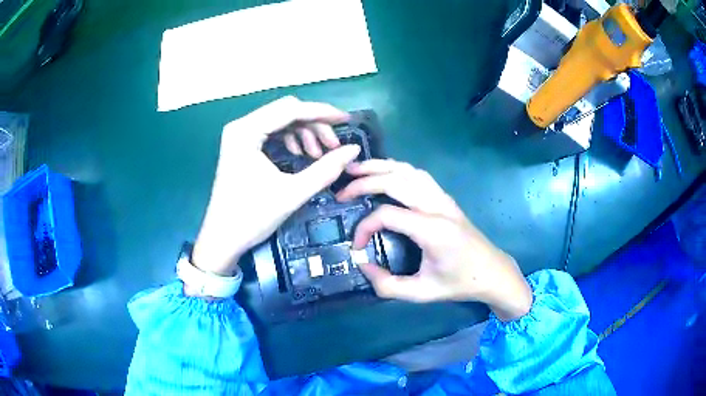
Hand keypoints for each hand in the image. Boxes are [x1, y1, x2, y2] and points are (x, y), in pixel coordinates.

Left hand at [192, 96, 360, 276]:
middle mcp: (241, 126)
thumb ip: (326, 169)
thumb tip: (354, 150)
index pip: (291, 109)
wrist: (222, 239)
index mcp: (246, 131)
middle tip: (333, 146)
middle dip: (314, 125)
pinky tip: (301, 155)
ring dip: (304, 133)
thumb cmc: (252, 217)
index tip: (347, 121)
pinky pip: (272, 132)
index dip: (322, 113)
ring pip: (281, 120)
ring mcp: (240, 135)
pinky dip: (291, 140)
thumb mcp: (293, 193)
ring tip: (318, 156)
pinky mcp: (242, 145)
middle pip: (286, 111)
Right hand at [337, 160, 532, 321]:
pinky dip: (396, 169)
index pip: (388, 214)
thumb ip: (387, 285)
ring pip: (408, 170)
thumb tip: (363, 264)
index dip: (365, 227)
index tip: (357, 246)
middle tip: (341, 191)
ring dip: (380, 167)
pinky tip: (384, 174)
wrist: (492, 271)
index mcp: (433, 230)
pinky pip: (418, 174)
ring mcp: (443, 198)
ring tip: (356, 169)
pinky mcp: (445, 198)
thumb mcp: (422, 293)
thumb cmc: (459, 283)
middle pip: (395, 180)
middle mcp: (438, 206)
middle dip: (364, 182)